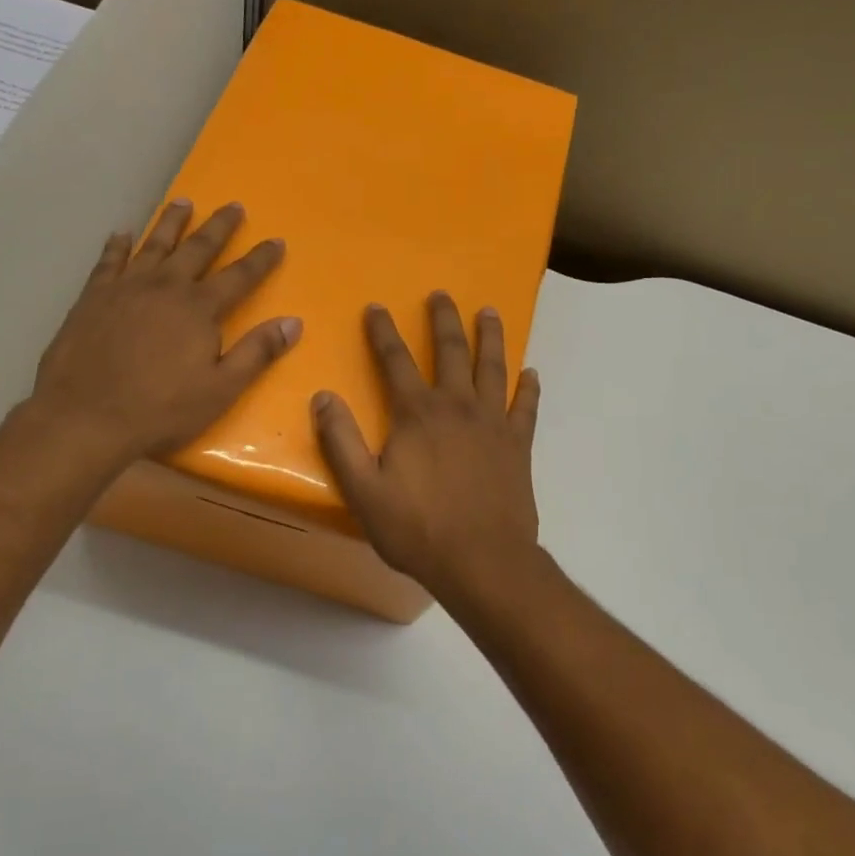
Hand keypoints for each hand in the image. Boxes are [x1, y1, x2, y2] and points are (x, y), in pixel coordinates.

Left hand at [21, 200, 299, 469]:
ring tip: (183, 202)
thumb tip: (293, 322)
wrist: (86, 417)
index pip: (240, 276)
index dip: (261, 259)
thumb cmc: (161, 410)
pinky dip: (117, 244)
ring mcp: (125, 288)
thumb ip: (257, 352)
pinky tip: (122, 233)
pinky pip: (108, 260)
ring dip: (171, 222)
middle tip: (233, 205)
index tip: (277, 240)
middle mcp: (165, 286)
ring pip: (154, 244)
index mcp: (199, 309)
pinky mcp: (93, 297)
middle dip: (219, 227)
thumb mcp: (221, 389)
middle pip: (197, 248)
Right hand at [313, 292, 542, 598]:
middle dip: (443, 320)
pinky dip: (529, 387)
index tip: (376, 307)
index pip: (395, 361)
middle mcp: (457, 406)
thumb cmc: (417, 529)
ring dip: (490, 337)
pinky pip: (527, 407)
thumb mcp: (364, 490)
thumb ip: (340, 441)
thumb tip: (322, 397)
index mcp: (417, 414)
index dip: (383, 332)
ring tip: (489, 312)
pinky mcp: (519, 445)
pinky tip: (532, 373)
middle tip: (441, 295)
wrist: (482, 560)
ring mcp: (493, 423)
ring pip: (493, 368)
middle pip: (451, 351)